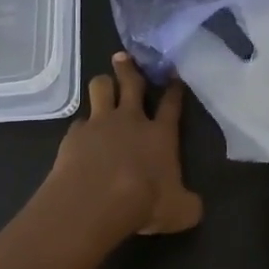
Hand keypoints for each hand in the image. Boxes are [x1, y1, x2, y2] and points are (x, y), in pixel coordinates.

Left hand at [46, 53, 203, 240]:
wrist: (95, 200)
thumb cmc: (144, 202)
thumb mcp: (180, 212)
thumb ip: (189, 204)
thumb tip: (194, 206)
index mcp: (161, 134)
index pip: (171, 104)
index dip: (174, 89)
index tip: (174, 76)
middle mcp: (131, 120)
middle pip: (131, 84)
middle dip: (129, 68)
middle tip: (124, 56)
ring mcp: (100, 123)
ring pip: (100, 88)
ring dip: (103, 83)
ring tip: (103, 83)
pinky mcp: (75, 134)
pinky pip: (79, 121)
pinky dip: (82, 124)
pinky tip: (81, 133)